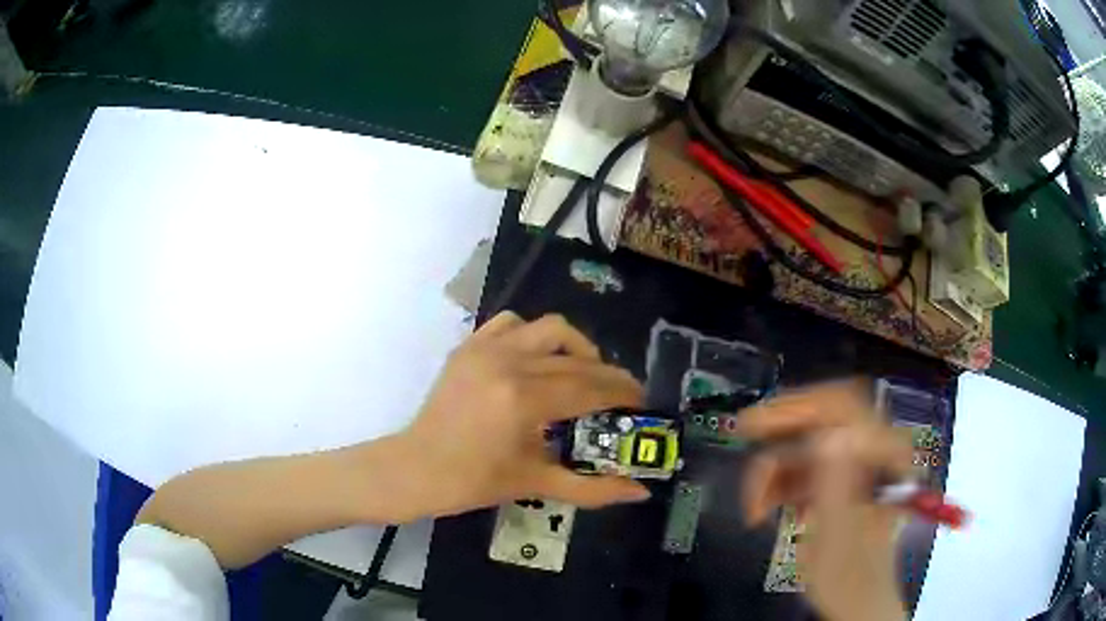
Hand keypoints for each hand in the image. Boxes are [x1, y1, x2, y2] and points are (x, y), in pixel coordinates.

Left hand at [394, 312, 650, 518]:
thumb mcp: (536, 485)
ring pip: (549, 328)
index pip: (590, 388)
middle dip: (608, 376)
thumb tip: (641, 492)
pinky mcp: (469, 346)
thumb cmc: (474, 482)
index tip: (641, 401)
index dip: (622, 393)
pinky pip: (511, 323)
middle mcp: (508, 363)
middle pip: (576, 361)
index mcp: (524, 400)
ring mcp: (485, 349)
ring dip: (575, 347)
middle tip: (622, 394)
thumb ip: (593, 489)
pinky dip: (533, 335)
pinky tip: (537, 359)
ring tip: (583, 372)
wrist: (416, 468)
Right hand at [739, 381, 910, 620]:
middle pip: (822, 416)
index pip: (843, 406)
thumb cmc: (850, 576)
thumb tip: (829, 436)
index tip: (754, 425)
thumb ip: (837, 486)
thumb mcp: (840, 536)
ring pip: (806, 442)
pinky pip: (803, 464)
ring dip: (775, 469)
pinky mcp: (839, 477)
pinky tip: (767, 508)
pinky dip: (779, 483)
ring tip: (755, 508)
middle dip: (780, 435)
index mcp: (884, 455)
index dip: (799, 407)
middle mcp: (872, 449)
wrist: (856, 600)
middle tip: (742, 440)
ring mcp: (855, 462)